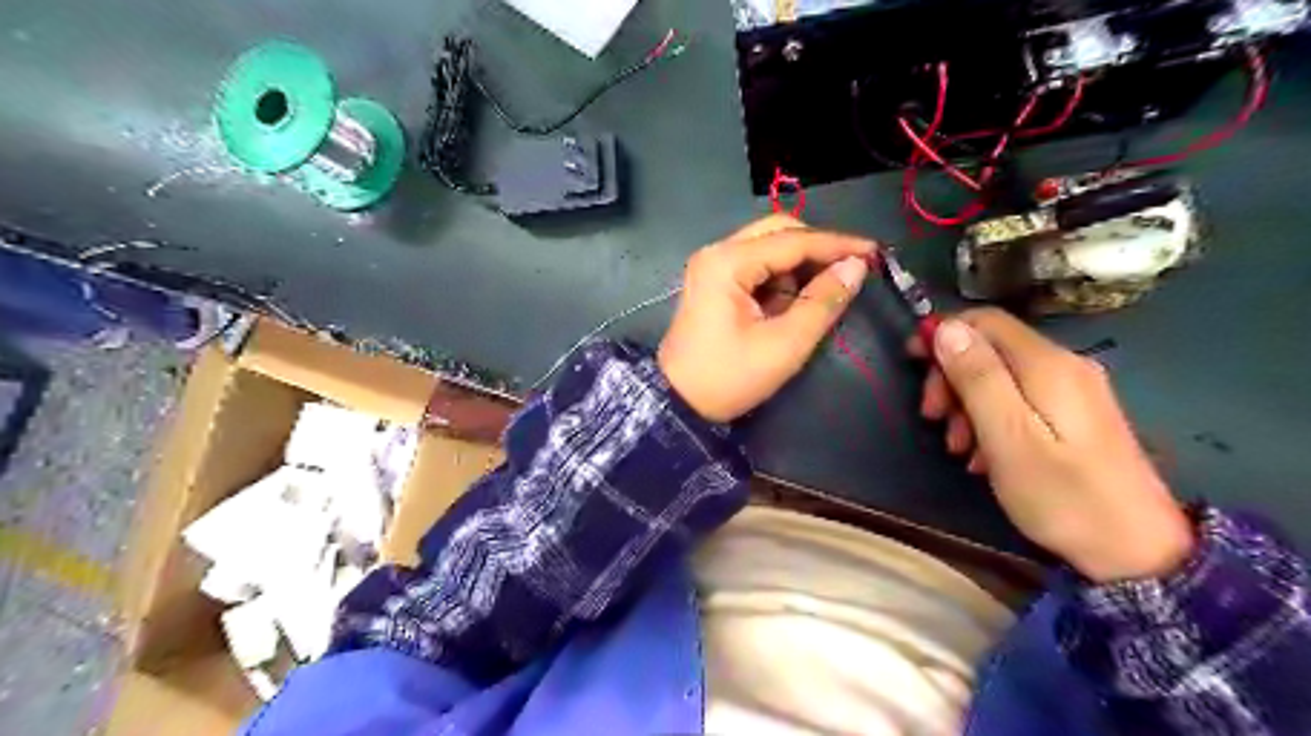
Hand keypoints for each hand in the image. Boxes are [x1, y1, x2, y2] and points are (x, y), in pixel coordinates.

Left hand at [661, 216, 874, 422]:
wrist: (679, 404)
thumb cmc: (729, 377)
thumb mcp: (784, 344)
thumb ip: (823, 302)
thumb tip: (856, 267)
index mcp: (728, 262)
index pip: (793, 240)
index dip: (837, 244)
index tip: (874, 251)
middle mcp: (717, 253)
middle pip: (777, 231)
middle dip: (816, 249)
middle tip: (849, 270)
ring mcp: (712, 266)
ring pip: (767, 247)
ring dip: (798, 266)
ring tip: (822, 294)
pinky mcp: (713, 282)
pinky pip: (756, 267)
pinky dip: (780, 279)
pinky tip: (794, 302)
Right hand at [915, 308, 1195, 578]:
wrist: (1139, 552)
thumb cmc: (1063, 496)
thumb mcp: (1008, 437)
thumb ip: (977, 378)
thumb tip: (946, 327)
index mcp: (1046, 365)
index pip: (985, 320)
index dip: (942, 332)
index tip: (911, 363)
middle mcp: (1063, 365)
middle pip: (990, 348)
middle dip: (951, 377)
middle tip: (932, 418)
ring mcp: (1073, 391)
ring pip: (1000, 377)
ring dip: (966, 404)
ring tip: (956, 448)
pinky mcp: (1075, 416)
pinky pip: (1018, 400)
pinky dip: (990, 420)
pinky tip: (983, 457)